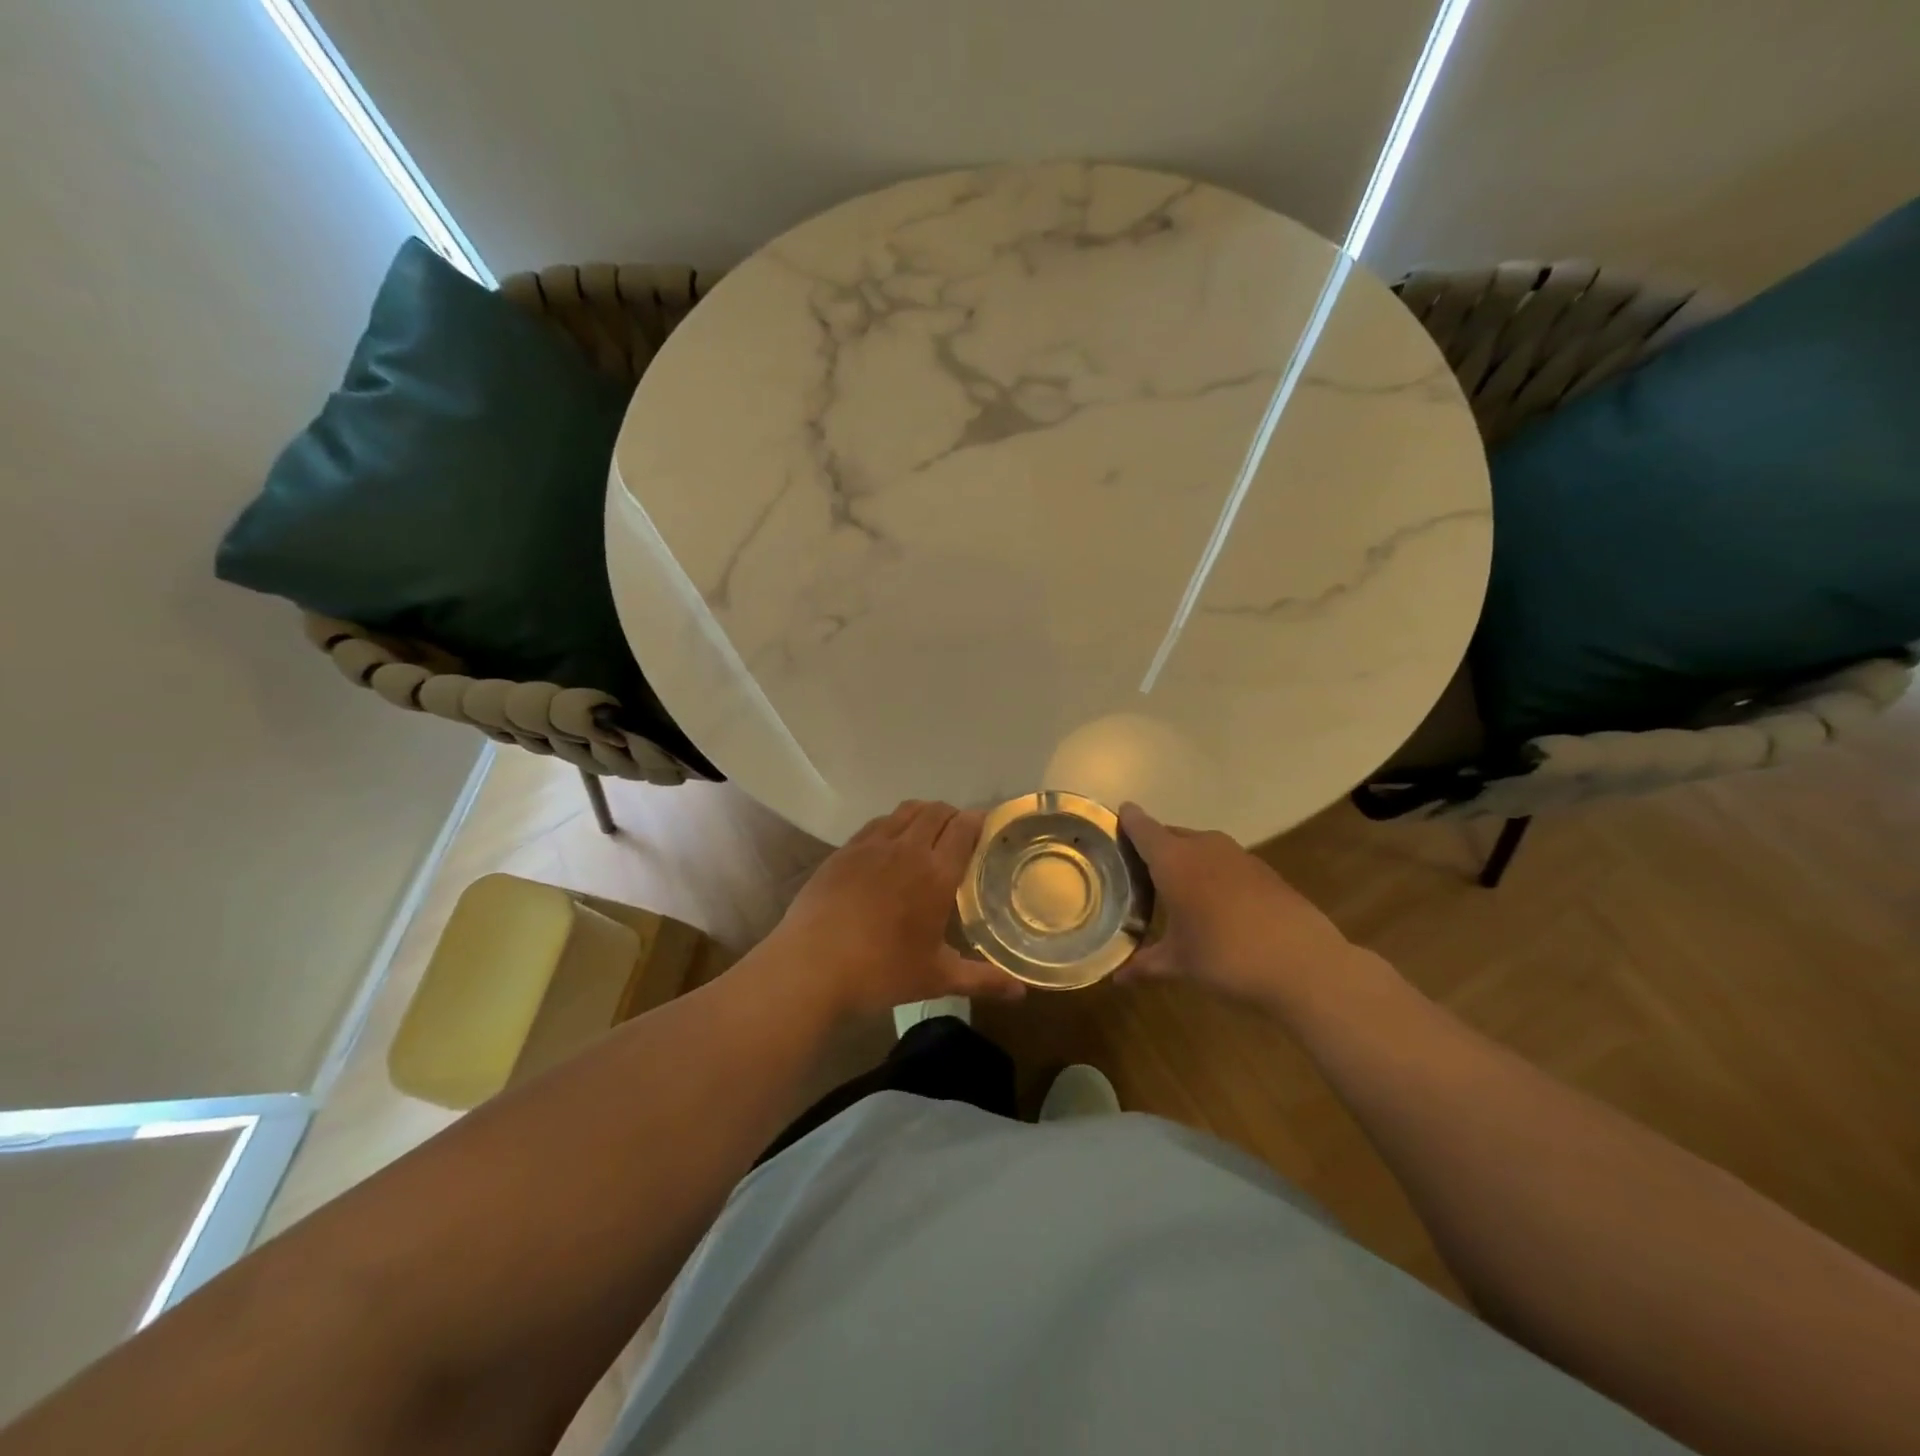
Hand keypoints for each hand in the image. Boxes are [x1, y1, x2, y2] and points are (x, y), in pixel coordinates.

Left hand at [763, 800, 1025, 1019]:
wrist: (811, 966)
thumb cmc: (881, 972)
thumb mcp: (937, 978)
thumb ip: (982, 980)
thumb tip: (1022, 992)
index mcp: (936, 873)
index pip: (964, 827)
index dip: (979, 820)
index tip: (987, 827)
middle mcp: (907, 848)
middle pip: (936, 811)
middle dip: (953, 815)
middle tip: (960, 835)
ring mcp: (871, 845)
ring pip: (905, 811)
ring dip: (923, 814)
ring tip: (927, 834)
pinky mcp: (844, 851)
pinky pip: (876, 824)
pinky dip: (892, 825)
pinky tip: (889, 847)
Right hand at [1118, 802, 1362, 1003]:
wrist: (1304, 964)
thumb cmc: (1226, 957)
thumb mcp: (1179, 963)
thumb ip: (1145, 964)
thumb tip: (1117, 978)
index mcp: (1174, 860)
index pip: (1142, 828)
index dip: (1127, 821)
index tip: (1114, 820)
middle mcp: (1203, 847)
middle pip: (1170, 834)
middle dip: (1154, 846)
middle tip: (1136, 866)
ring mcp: (1238, 855)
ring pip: (1200, 846)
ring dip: (1185, 858)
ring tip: (1173, 884)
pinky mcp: (1264, 870)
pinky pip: (1225, 861)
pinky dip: (1212, 872)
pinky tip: (1214, 900)